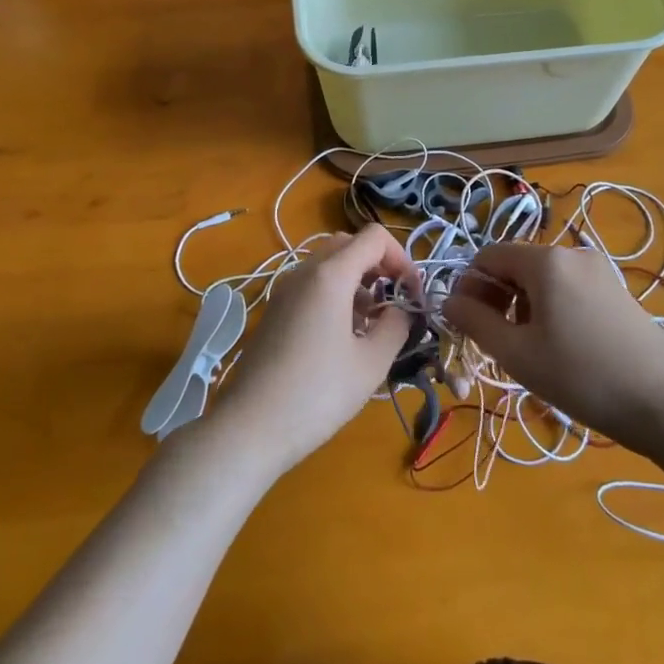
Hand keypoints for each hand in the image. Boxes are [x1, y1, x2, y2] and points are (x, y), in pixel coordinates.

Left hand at [209, 224, 416, 474]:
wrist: (251, 426)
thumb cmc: (318, 393)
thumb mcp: (371, 362)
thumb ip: (396, 326)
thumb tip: (402, 310)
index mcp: (330, 275)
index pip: (374, 237)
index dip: (401, 258)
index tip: (412, 294)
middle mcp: (304, 271)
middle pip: (349, 244)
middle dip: (378, 265)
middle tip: (394, 302)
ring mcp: (285, 289)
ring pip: (328, 264)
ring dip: (356, 280)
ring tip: (371, 323)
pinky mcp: (275, 310)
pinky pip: (311, 284)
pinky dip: (335, 294)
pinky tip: (343, 335)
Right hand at [443, 243, 663, 450]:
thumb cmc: (582, 376)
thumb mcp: (517, 354)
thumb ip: (475, 322)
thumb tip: (448, 301)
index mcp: (545, 261)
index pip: (487, 256)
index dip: (469, 287)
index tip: (467, 325)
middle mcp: (572, 254)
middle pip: (515, 265)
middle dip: (495, 298)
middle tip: (495, 342)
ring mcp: (599, 270)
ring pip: (542, 279)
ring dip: (522, 306)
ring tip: (528, 350)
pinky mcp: (616, 290)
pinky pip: (568, 288)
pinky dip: (550, 309)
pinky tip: (560, 346)